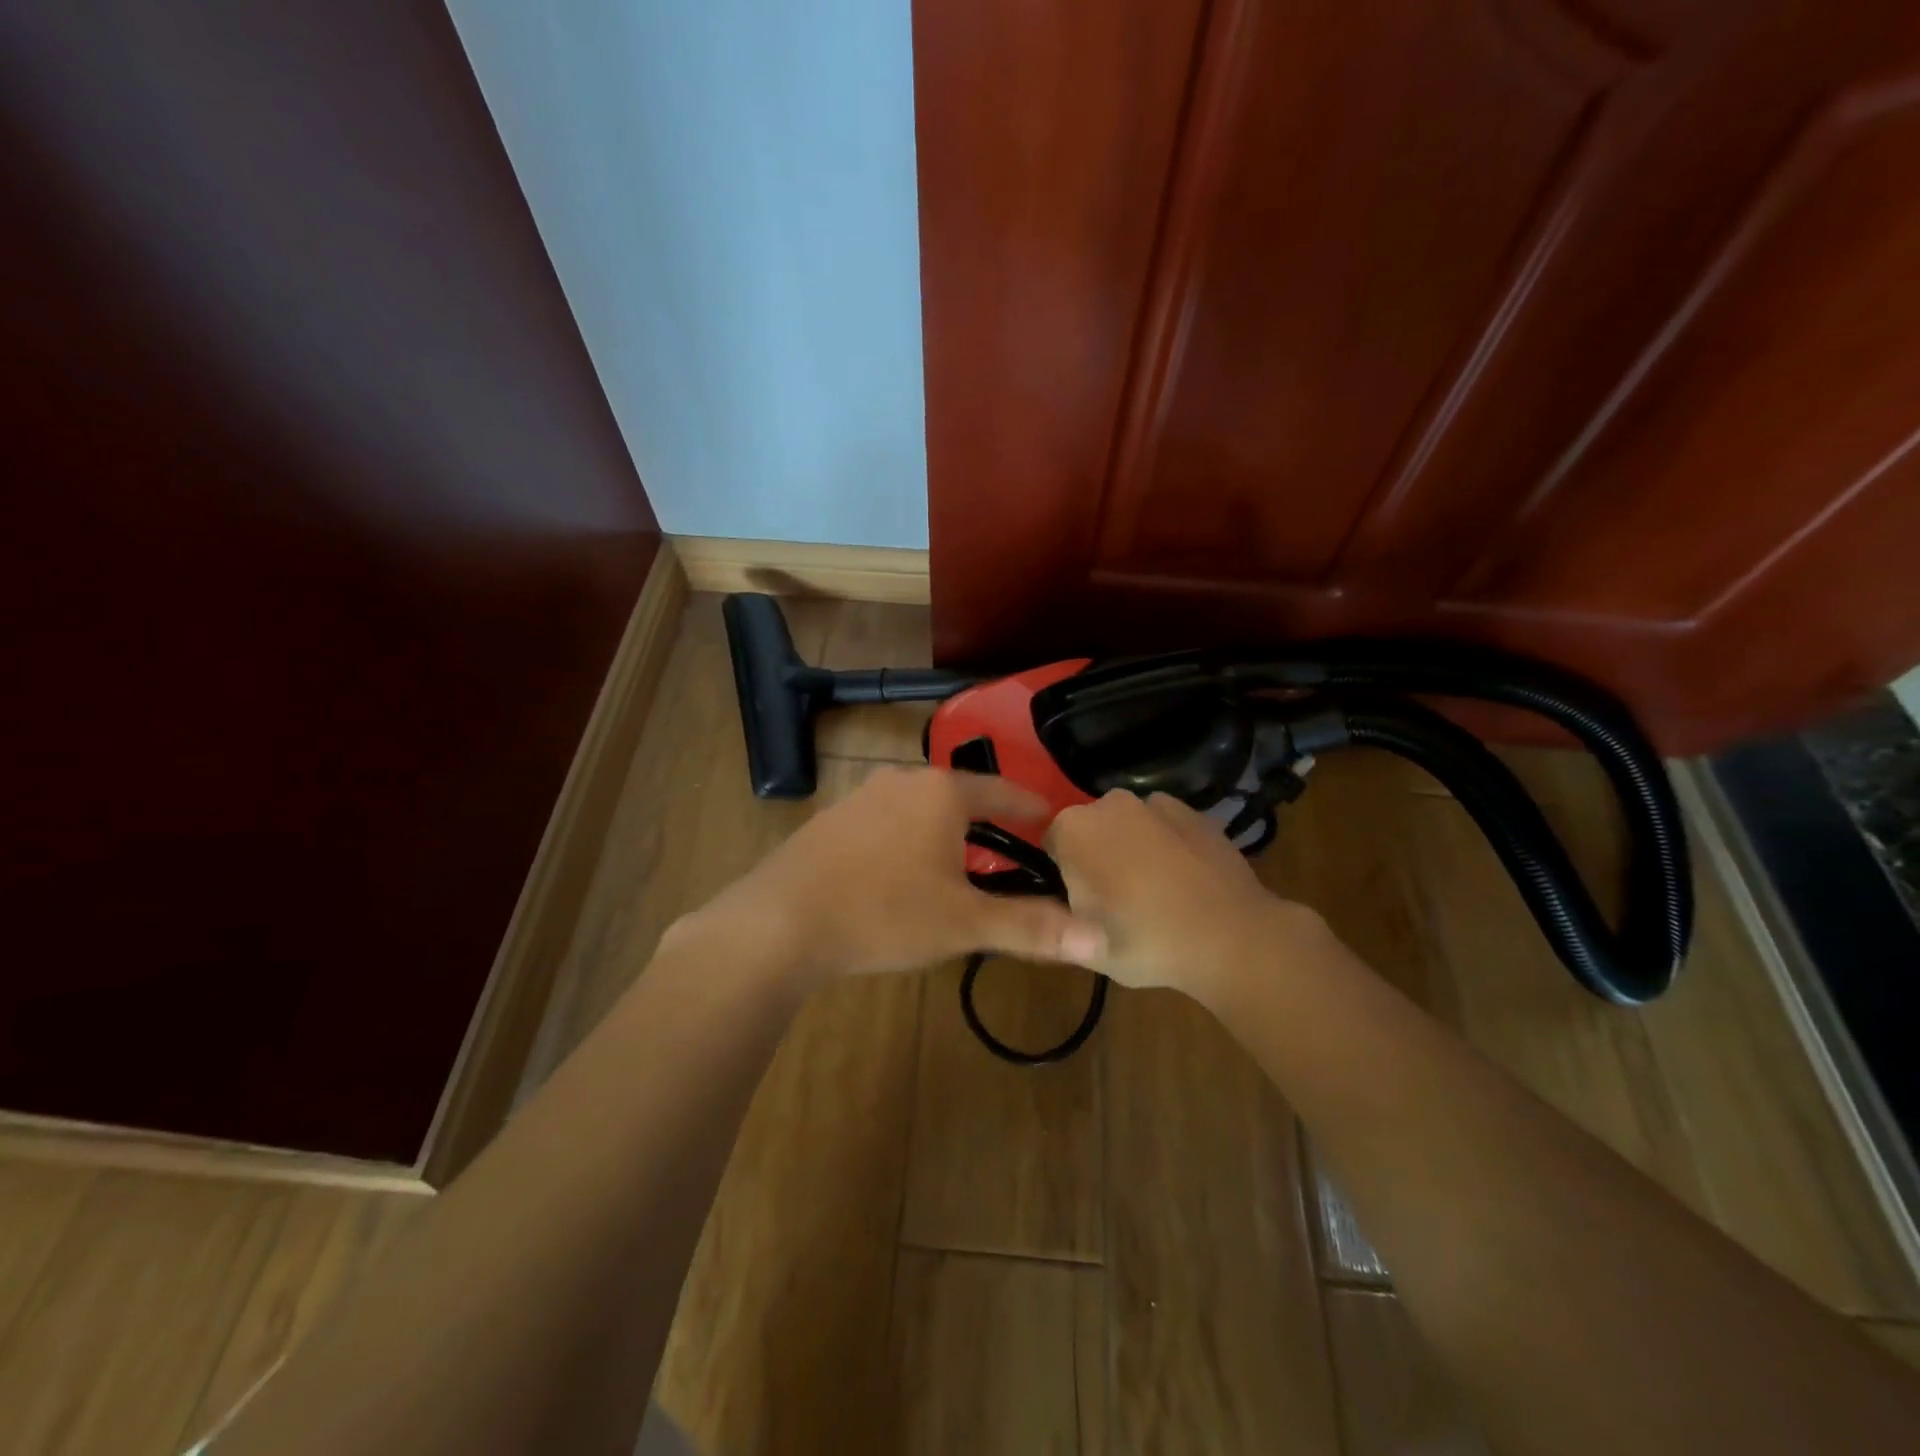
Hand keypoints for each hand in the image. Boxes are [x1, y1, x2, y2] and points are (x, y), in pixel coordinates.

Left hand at [674, 766, 1105, 983]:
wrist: (780, 921)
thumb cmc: (885, 913)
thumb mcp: (964, 923)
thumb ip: (1031, 927)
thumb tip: (1098, 940)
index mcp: (942, 792)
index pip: (1003, 792)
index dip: (1031, 807)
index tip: (1052, 820)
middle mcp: (903, 780)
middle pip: (960, 797)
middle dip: (987, 823)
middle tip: (1009, 854)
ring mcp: (861, 795)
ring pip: (920, 809)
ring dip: (944, 833)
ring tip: (958, 867)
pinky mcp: (832, 818)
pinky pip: (886, 822)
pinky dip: (906, 840)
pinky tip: (900, 874)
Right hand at [1046, 790, 1324, 1004]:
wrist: (1232, 938)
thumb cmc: (1146, 941)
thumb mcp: (1083, 948)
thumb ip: (1052, 924)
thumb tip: (1044, 913)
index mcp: (1073, 828)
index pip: (1051, 845)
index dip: (1063, 876)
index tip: (1083, 906)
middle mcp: (1110, 802)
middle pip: (1090, 830)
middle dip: (1097, 857)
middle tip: (1117, 904)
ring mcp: (1157, 803)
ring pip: (1129, 826)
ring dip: (1132, 849)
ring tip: (1155, 895)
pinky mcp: (1196, 812)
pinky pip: (1165, 827)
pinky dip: (1167, 845)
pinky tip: (1184, 881)